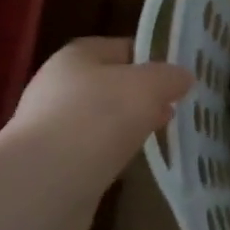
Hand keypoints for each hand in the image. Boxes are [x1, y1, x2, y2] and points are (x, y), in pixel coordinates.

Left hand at [4, 37, 191, 196]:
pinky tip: (132, 164)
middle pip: (110, 85)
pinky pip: (93, 152)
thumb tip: (182, 78)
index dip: (152, 58)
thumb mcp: (150, 85)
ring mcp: (51, 128)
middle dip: (142, 96)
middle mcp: (57, 87)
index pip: (121, 48)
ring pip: (102, 120)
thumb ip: (171, 77)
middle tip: (174, 108)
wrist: (47, 182)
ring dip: (127, 127)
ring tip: (158, 137)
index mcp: (76, 57)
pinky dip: (112, 155)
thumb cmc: (100, 116)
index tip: (179, 76)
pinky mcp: (52, 165)